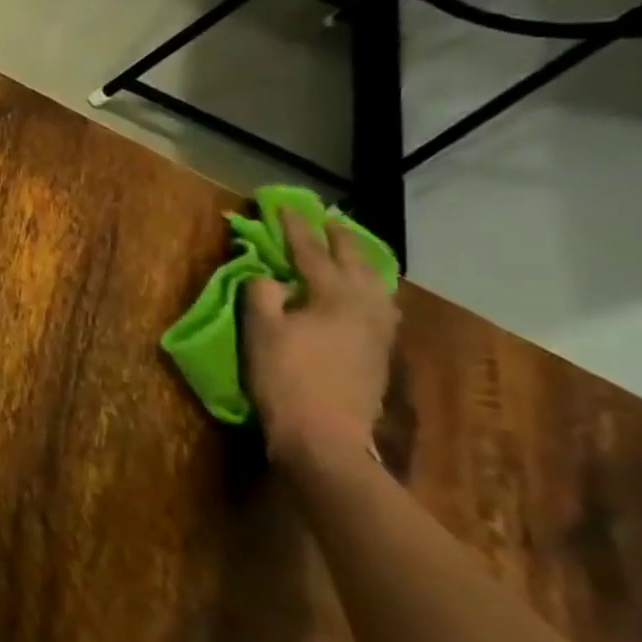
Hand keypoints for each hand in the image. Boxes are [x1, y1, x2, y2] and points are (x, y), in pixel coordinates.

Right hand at [243, 211, 398, 469]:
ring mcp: (378, 330)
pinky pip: (378, 305)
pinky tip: (365, 295)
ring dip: (360, 263)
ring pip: (375, 284)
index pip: (311, 252)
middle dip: (339, 239)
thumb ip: (262, 295)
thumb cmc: (286, 378)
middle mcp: (365, 306)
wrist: (326, 435)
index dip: (295, 228)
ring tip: (351, 253)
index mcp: (334, 295)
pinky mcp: (379, 351)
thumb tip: (267, 275)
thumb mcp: (261, 332)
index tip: (284, 206)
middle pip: (355, 263)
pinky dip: (369, 288)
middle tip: (328, 219)